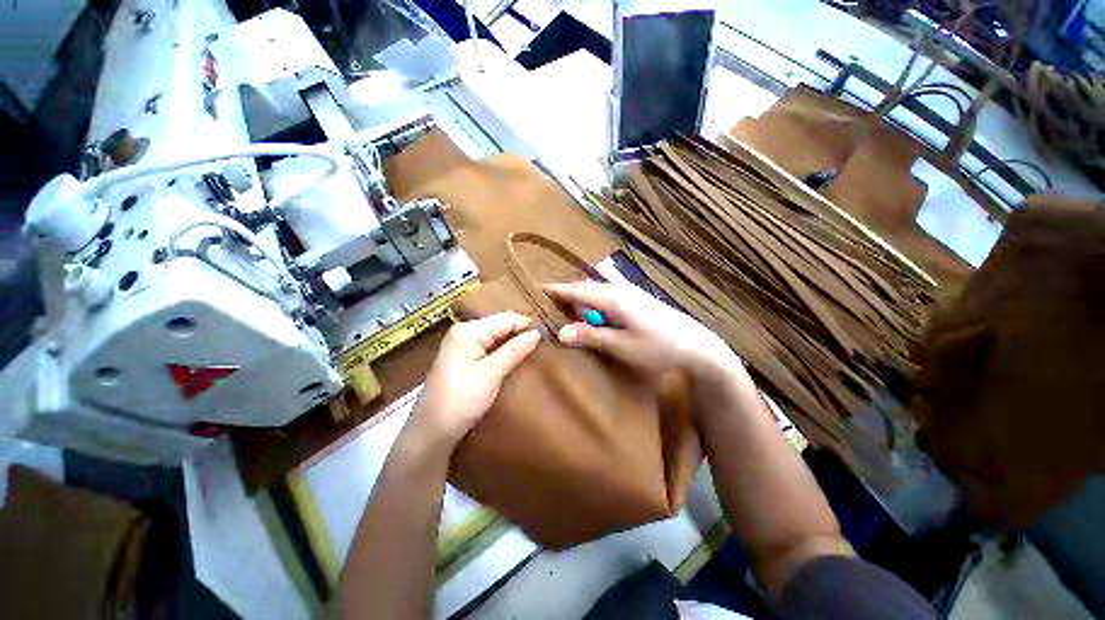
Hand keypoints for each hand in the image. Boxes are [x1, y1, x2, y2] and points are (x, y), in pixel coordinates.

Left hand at [408, 312, 540, 448]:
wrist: (431, 432)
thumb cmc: (461, 400)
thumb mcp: (491, 374)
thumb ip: (514, 350)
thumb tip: (536, 333)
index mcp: (468, 330)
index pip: (505, 319)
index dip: (527, 325)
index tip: (547, 336)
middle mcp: (464, 331)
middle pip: (499, 325)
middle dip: (520, 333)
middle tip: (543, 344)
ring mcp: (461, 345)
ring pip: (495, 337)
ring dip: (513, 343)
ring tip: (534, 350)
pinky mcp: (463, 358)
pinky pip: (489, 347)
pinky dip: (503, 351)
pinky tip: (515, 358)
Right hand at [545, 280, 740, 381]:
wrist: (696, 345)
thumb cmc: (658, 347)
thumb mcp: (622, 346)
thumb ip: (592, 337)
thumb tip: (561, 332)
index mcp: (614, 298)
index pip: (578, 290)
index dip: (558, 290)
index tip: (540, 289)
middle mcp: (621, 289)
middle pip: (589, 283)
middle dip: (571, 291)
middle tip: (556, 303)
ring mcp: (632, 290)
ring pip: (601, 282)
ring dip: (586, 291)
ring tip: (577, 306)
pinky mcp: (639, 297)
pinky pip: (612, 287)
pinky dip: (600, 292)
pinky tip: (601, 306)